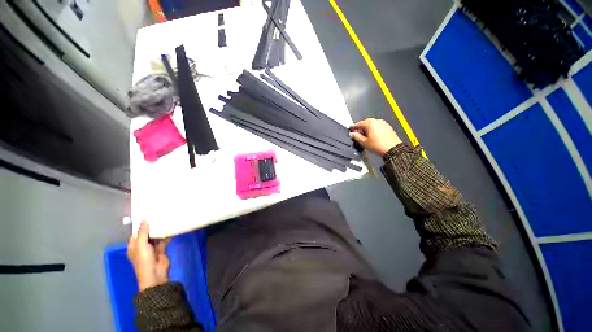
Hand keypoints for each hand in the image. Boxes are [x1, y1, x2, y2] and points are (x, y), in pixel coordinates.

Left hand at [127, 221, 170, 291]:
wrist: (155, 273)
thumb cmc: (144, 260)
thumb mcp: (141, 245)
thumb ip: (143, 232)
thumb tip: (144, 219)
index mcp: (134, 245)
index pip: (136, 233)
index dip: (141, 225)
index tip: (148, 215)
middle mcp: (142, 246)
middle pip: (147, 234)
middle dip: (152, 226)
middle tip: (159, 215)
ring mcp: (152, 248)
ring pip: (156, 236)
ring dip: (160, 230)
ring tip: (166, 219)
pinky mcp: (161, 249)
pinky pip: (163, 240)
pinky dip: (167, 235)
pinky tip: (172, 228)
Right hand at [349, 118, 401, 155]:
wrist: (392, 149)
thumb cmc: (377, 145)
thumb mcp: (364, 142)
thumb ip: (356, 136)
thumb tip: (352, 134)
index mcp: (370, 123)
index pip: (358, 124)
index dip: (353, 127)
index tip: (350, 128)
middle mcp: (376, 121)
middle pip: (365, 122)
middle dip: (360, 127)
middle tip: (356, 133)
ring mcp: (383, 123)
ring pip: (372, 124)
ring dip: (367, 128)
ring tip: (364, 135)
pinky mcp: (387, 127)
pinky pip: (378, 126)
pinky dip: (373, 129)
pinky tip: (372, 135)